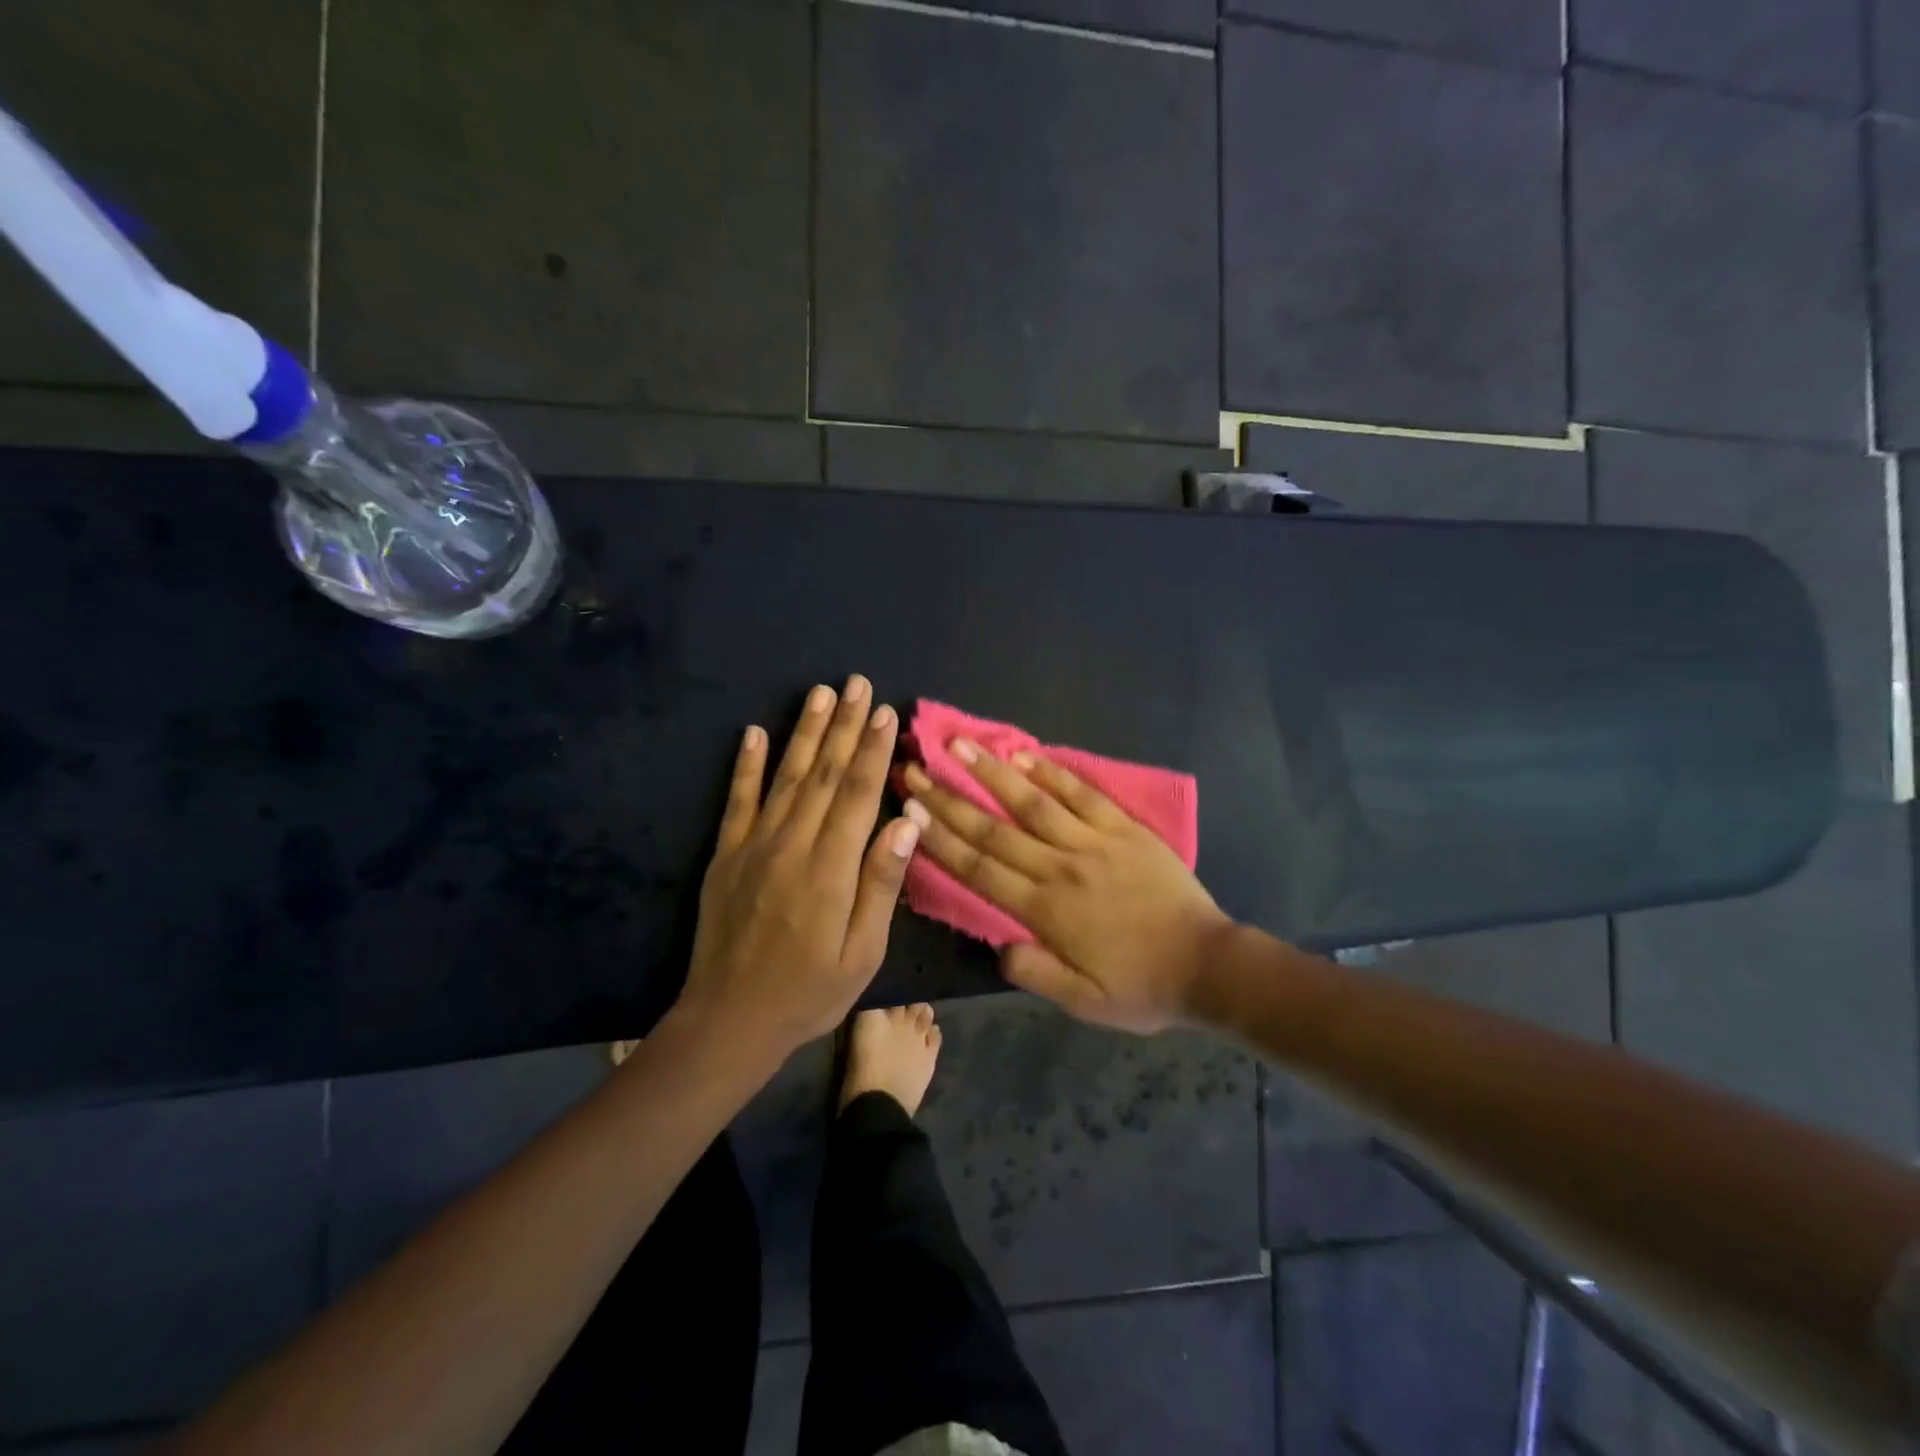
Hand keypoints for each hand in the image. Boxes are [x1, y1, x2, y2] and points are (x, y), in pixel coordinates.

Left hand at [675, 675, 920, 1062]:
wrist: (729, 1020)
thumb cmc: (809, 992)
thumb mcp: (862, 953)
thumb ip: (882, 884)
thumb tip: (907, 823)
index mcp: (831, 869)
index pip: (859, 794)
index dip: (874, 751)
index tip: (886, 712)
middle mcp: (792, 845)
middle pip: (825, 774)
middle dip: (845, 726)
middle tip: (858, 683)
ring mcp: (753, 846)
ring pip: (786, 776)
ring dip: (805, 731)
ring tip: (820, 692)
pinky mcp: (726, 855)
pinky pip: (738, 800)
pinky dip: (746, 764)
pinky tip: (754, 732)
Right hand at [901, 742, 1231, 1033]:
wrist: (1208, 965)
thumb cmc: (1142, 987)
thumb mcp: (1083, 1003)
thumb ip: (1035, 973)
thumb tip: (997, 946)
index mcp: (1044, 911)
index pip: (979, 869)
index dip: (940, 839)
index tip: (910, 810)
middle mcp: (1060, 868)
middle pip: (993, 829)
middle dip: (949, 798)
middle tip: (914, 767)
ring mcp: (1093, 842)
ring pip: (1032, 802)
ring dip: (991, 772)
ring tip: (958, 744)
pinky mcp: (1123, 828)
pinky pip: (1082, 794)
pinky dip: (1052, 771)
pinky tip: (1024, 753)